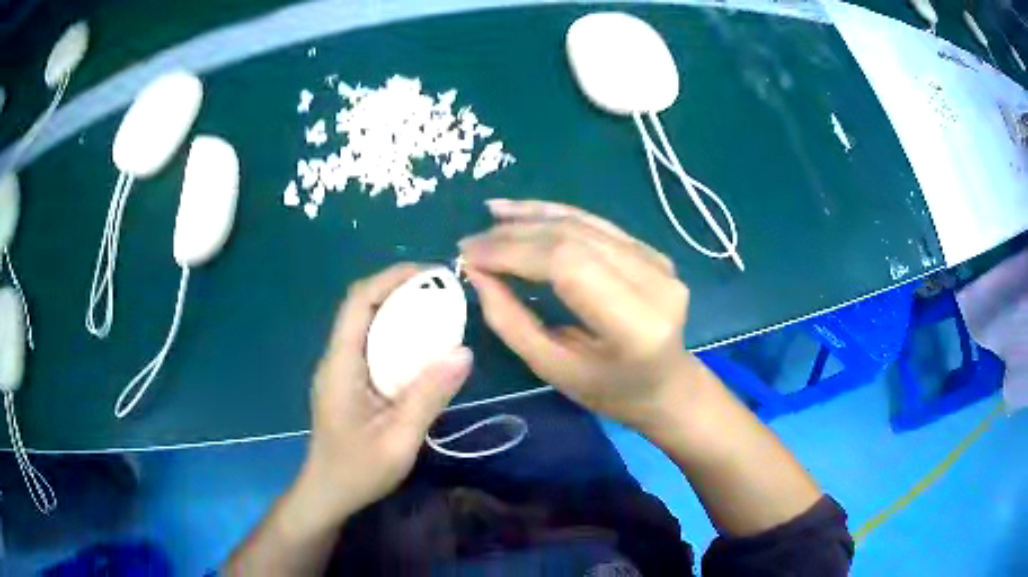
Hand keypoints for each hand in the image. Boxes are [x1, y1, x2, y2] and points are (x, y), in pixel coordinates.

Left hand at [298, 264, 472, 526]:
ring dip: (399, 313)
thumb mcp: (399, 440)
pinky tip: (422, 352)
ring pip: (368, 325)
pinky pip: (372, 347)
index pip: (359, 302)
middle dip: (400, 291)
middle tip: (443, 293)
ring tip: (439, 314)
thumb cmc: (358, 471)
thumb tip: (464, 352)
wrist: (329, 493)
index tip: (430, 274)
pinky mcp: (348, 382)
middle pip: (363, 307)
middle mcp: (336, 359)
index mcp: (341, 365)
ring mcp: (340, 370)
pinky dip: (397, 338)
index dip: (391, 279)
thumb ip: (428, 396)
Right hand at [459, 199, 694, 431]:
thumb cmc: (609, 392)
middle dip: (515, 235)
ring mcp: (658, 262)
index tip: (469, 255)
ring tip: (492, 215)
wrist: (667, 386)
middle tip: (472, 242)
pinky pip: (597, 225)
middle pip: (574, 238)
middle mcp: (654, 284)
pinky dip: (556, 215)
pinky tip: (523, 212)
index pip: (567, 265)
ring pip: (584, 224)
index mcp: (635, 325)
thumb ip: (510, 320)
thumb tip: (476, 272)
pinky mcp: (653, 252)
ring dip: (532, 217)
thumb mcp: (552, 369)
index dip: (514, 252)